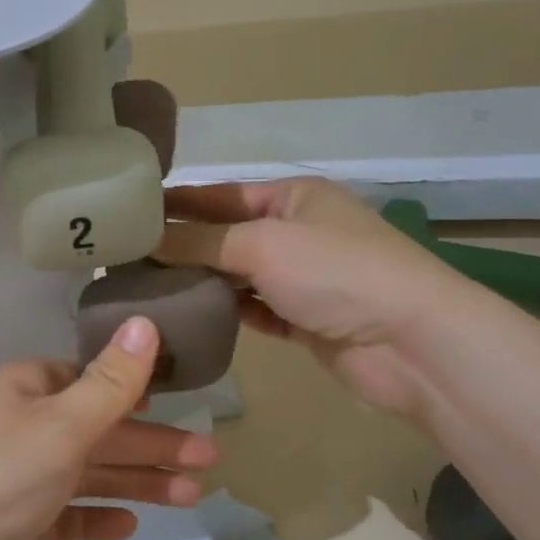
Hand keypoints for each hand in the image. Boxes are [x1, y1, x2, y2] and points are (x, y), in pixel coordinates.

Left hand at [0, 317, 217, 539]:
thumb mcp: (61, 425)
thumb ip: (110, 382)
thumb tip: (146, 323)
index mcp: (32, 389)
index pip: (95, 381)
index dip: (141, 391)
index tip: (187, 404)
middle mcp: (26, 425)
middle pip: (101, 430)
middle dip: (153, 444)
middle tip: (209, 460)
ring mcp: (20, 476)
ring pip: (89, 474)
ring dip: (137, 482)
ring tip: (191, 496)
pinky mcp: (15, 523)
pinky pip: (66, 514)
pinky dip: (96, 516)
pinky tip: (128, 525)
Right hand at [155, 178, 472, 415]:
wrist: (412, 344)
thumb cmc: (337, 272)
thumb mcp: (262, 244)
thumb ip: (200, 242)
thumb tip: (146, 239)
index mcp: (293, 196)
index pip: (220, 195)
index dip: (176, 204)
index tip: (129, 216)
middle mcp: (297, 232)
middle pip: (226, 236)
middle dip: (182, 247)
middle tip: (126, 260)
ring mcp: (302, 278)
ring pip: (237, 276)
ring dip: (200, 282)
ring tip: (145, 289)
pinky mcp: (304, 320)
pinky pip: (253, 311)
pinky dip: (225, 313)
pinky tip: (187, 318)